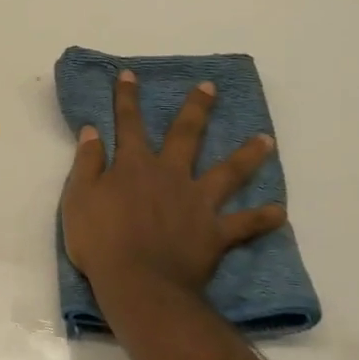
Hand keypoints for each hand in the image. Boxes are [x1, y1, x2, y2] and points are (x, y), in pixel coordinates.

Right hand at [62, 70, 285, 302]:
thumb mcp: (78, 198)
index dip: (127, 99)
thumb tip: (92, 130)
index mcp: (134, 166)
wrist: (138, 283)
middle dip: (196, 109)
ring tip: (266, 139)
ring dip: (247, 155)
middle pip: (185, 135)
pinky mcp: (214, 232)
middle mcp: (170, 175)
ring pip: (227, 172)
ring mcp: (197, 202)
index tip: (130, 75)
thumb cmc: (100, 241)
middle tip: (210, 88)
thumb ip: (87, 162)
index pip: (128, 124)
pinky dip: (262, 218)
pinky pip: (244, 224)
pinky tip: (280, 212)